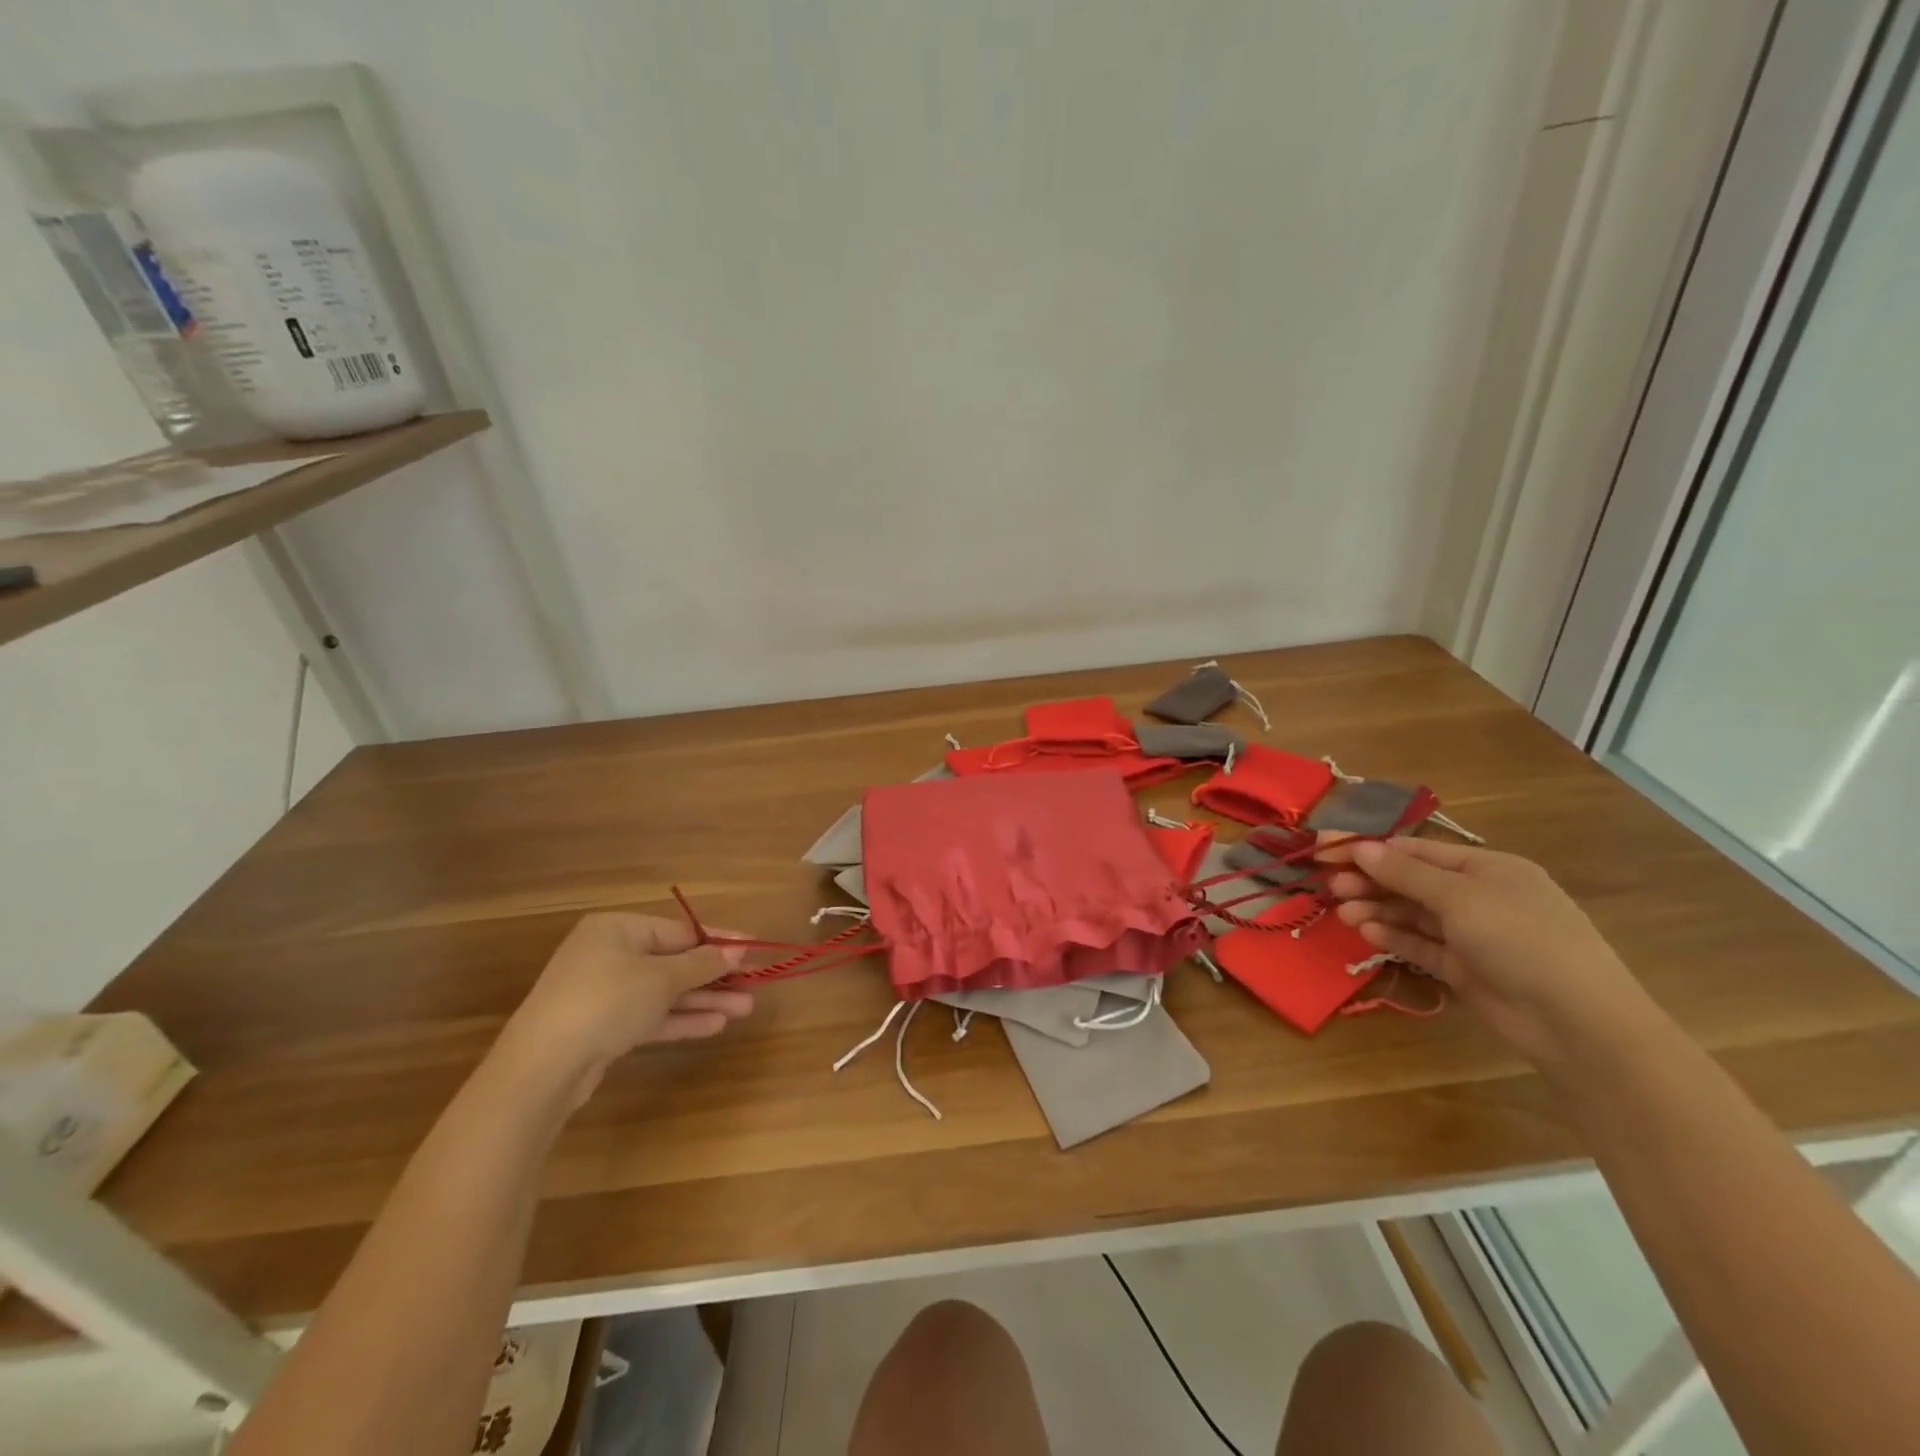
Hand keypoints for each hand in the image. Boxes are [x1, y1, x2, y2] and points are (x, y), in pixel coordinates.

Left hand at [499, 913, 753, 1098]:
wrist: (542, 1067)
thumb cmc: (606, 1001)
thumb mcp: (662, 978)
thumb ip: (702, 963)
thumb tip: (737, 950)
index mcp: (618, 929)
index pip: (680, 930)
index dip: (720, 941)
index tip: (753, 949)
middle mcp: (610, 955)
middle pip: (674, 962)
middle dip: (715, 976)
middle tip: (753, 984)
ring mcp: (604, 993)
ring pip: (665, 992)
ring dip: (704, 1000)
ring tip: (745, 1008)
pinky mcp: (603, 1028)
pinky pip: (650, 1016)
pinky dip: (681, 1019)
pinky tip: (716, 1025)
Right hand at [1321, 838, 1650, 1066]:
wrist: (1577, 1021)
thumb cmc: (1520, 938)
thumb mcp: (1460, 896)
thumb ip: (1405, 873)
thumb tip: (1360, 847)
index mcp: (1487, 868)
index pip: (1418, 850)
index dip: (1372, 849)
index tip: (1329, 849)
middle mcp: (1480, 896)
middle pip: (1412, 882)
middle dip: (1371, 881)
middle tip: (1330, 886)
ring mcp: (1473, 935)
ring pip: (1413, 914)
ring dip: (1377, 909)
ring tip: (1342, 913)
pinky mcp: (1465, 969)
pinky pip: (1422, 945)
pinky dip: (1394, 937)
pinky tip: (1366, 932)